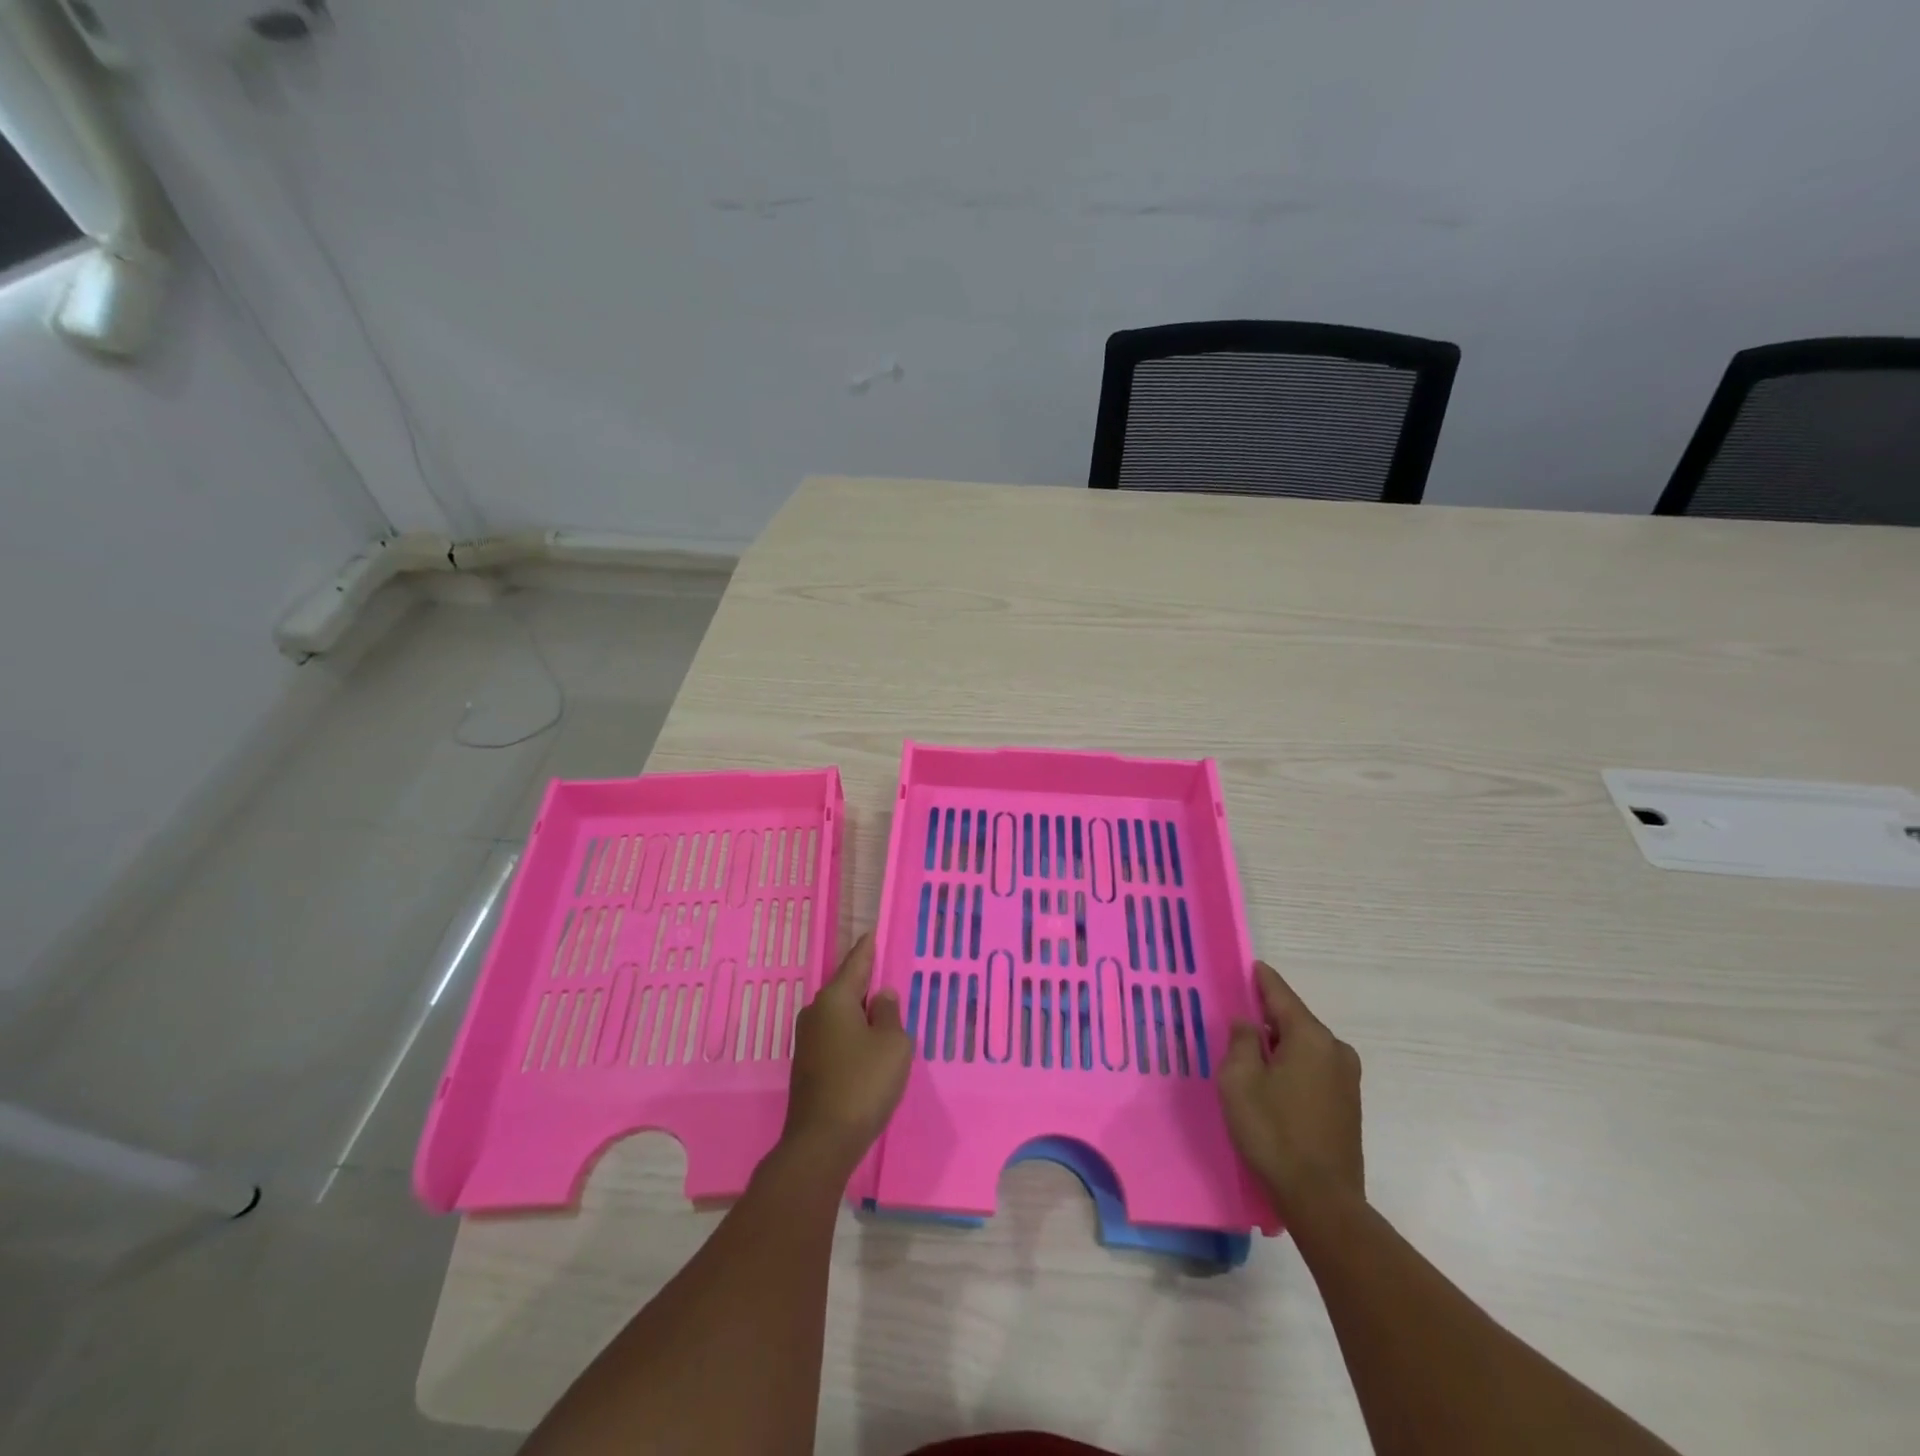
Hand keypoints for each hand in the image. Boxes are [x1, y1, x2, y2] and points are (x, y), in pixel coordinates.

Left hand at [781, 933, 912, 1171]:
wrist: (822, 1142)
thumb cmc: (863, 1084)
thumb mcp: (893, 1045)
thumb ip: (890, 1014)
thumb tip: (882, 996)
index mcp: (835, 999)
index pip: (856, 963)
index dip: (868, 948)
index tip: (872, 933)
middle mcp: (815, 1013)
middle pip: (846, 988)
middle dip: (866, 983)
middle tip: (887, 976)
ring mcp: (807, 1041)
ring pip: (840, 1015)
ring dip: (860, 1013)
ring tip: (884, 1013)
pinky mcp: (807, 1066)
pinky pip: (835, 1036)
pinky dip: (852, 1034)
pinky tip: (868, 1046)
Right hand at [1219, 960, 1363, 1217]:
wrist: (1321, 1200)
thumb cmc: (1273, 1131)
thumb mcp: (1239, 1081)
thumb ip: (1241, 1042)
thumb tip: (1247, 1023)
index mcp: (1311, 1038)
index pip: (1281, 995)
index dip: (1262, 980)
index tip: (1250, 965)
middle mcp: (1336, 1051)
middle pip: (1295, 1021)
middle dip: (1268, 1017)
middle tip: (1239, 1016)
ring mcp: (1347, 1080)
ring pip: (1306, 1047)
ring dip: (1280, 1045)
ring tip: (1251, 1052)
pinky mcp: (1348, 1105)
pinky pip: (1314, 1069)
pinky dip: (1293, 1066)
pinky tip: (1273, 1081)